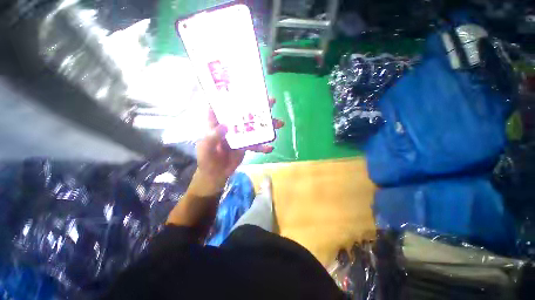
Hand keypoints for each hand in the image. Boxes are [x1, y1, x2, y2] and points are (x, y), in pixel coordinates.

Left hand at [191, 98, 283, 196]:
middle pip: (245, 113)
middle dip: (258, 107)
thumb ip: (214, 136)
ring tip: (279, 124)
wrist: (216, 174)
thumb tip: (226, 126)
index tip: (246, 87)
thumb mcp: (206, 147)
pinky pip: (256, 144)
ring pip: (254, 127)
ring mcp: (239, 135)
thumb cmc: (207, 159)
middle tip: (271, 102)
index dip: (233, 94)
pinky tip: (270, 148)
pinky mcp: (245, 144)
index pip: (224, 104)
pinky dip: (263, 146)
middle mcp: (230, 125)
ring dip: (266, 126)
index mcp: (218, 122)